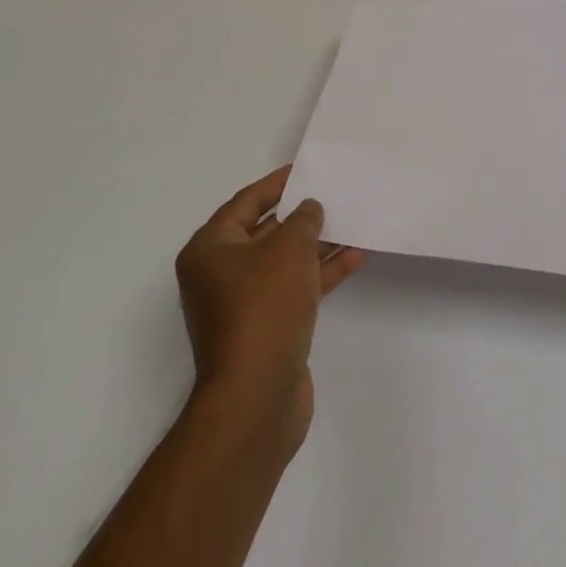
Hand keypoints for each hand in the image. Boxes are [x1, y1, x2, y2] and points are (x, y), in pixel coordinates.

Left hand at [174, 166, 365, 457]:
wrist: (256, 397)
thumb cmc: (263, 307)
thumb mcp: (288, 248)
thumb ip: (303, 219)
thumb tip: (308, 210)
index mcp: (209, 249)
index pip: (246, 202)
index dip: (277, 183)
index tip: (305, 169)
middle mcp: (220, 274)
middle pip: (265, 232)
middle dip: (300, 215)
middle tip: (333, 194)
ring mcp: (243, 305)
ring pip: (284, 262)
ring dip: (317, 244)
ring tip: (352, 221)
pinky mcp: (266, 330)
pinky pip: (295, 288)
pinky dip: (321, 273)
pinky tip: (355, 257)